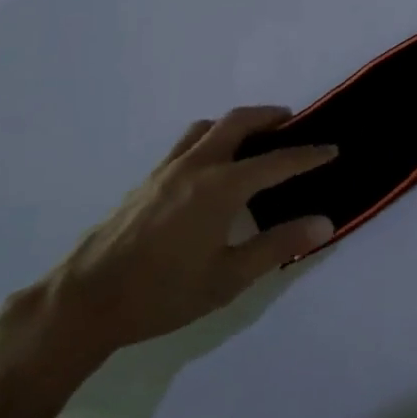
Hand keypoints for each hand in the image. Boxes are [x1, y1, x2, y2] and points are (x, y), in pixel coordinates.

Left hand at [37, 108, 336, 363]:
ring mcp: (167, 169)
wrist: (84, 300)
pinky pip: (187, 143)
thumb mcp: (228, 278)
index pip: (276, 162)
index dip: (308, 155)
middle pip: (238, 122)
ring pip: (208, 127)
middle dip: (270, 117)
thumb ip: (278, 245)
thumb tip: (324, 223)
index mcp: (221, 187)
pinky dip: (211, 138)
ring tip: (253, 139)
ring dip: (236, 123)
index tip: (332, 148)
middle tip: (293, 123)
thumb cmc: (162, 294)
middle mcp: (196, 166)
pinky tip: (212, 168)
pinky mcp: (147, 180)